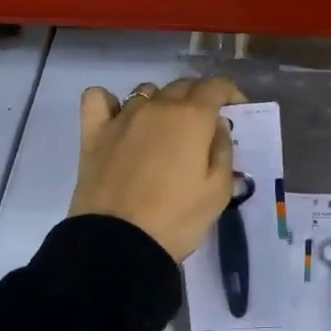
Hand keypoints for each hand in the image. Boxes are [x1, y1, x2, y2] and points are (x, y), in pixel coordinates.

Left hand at [70, 77, 247, 261]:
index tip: (236, 113)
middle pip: (183, 85)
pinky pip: (98, 98)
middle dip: (199, 98)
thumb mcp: (218, 191)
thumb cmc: (177, 218)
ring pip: (146, 92)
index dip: (231, 94)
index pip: (217, 86)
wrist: (118, 244)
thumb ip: (222, 150)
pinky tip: (118, 119)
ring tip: (164, 131)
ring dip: (161, 103)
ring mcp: (122, 117)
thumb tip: (216, 127)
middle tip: (204, 127)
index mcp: (192, 117)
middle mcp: (157, 106)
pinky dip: (110, 102)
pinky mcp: (93, 132)